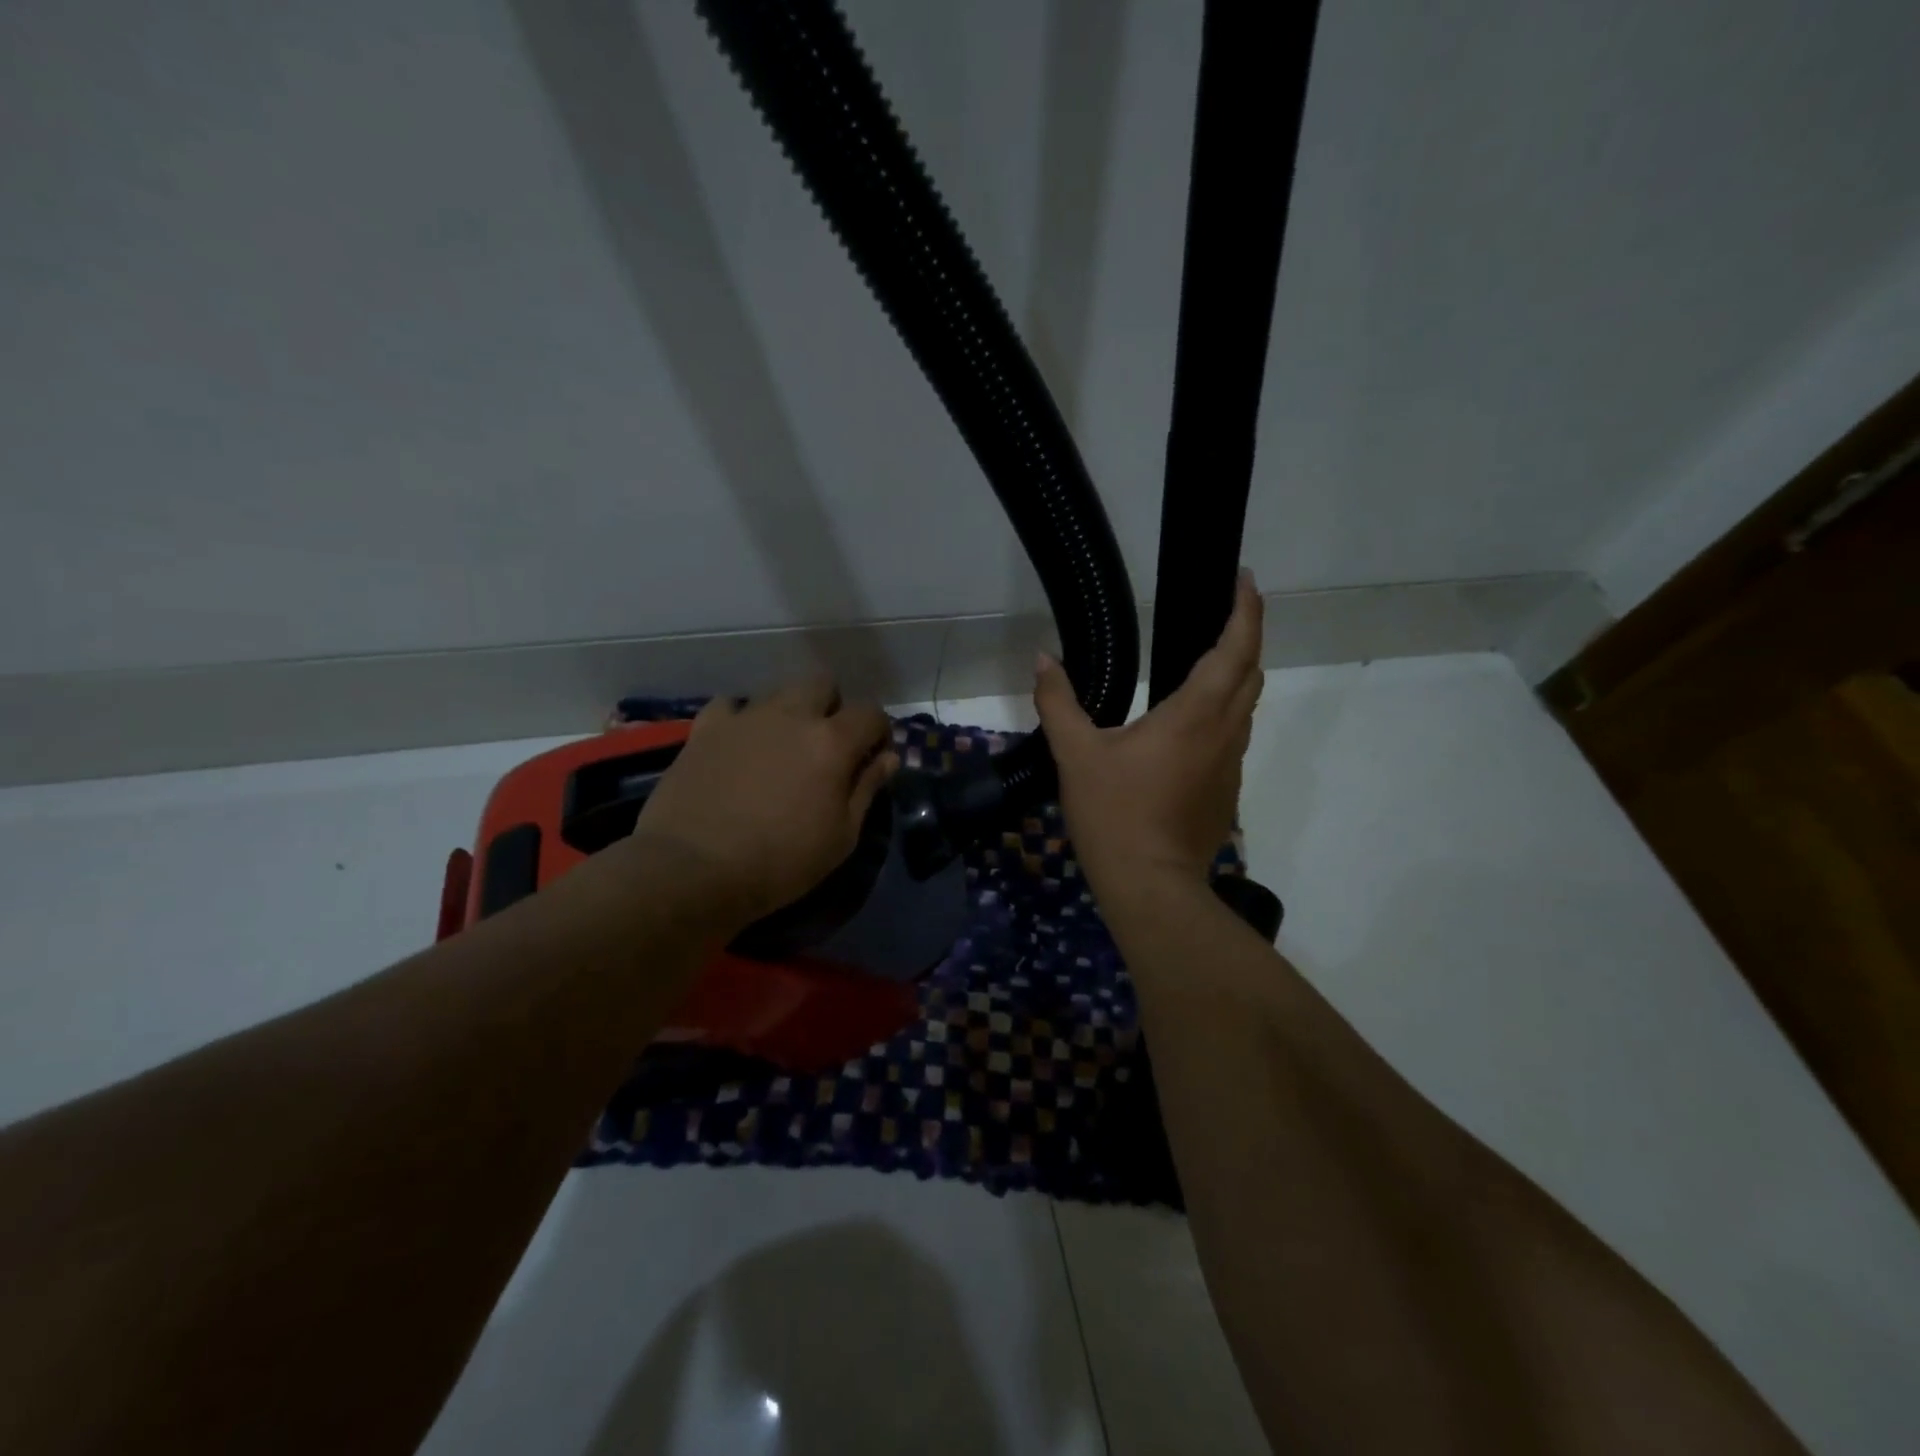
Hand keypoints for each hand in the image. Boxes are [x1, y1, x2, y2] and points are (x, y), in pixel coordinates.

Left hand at [630, 677, 898, 925]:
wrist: (693, 870)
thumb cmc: (780, 862)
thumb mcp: (841, 837)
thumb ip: (867, 789)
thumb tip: (888, 757)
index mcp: (832, 741)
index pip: (871, 713)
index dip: (878, 731)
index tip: (873, 756)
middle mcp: (791, 715)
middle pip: (822, 683)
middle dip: (832, 707)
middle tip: (825, 745)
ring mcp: (745, 717)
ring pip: (778, 691)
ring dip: (789, 712)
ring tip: (780, 748)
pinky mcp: (705, 728)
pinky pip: (729, 706)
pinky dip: (740, 719)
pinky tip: (738, 745)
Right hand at [1035, 569, 1262, 893]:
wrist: (1150, 885)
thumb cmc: (1114, 814)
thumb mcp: (1075, 754)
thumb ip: (1058, 702)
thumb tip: (1042, 659)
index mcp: (1195, 714)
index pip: (1235, 648)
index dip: (1245, 610)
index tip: (1243, 580)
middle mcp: (1224, 732)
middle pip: (1251, 672)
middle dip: (1244, 636)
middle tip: (1222, 615)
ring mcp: (1231, 764)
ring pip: (1246, 707)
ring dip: (1235, 677)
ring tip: (1204, 663)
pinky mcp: (1227, 791)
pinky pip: (1233, 738)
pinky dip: (1222, 714)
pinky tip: (1188, 726)